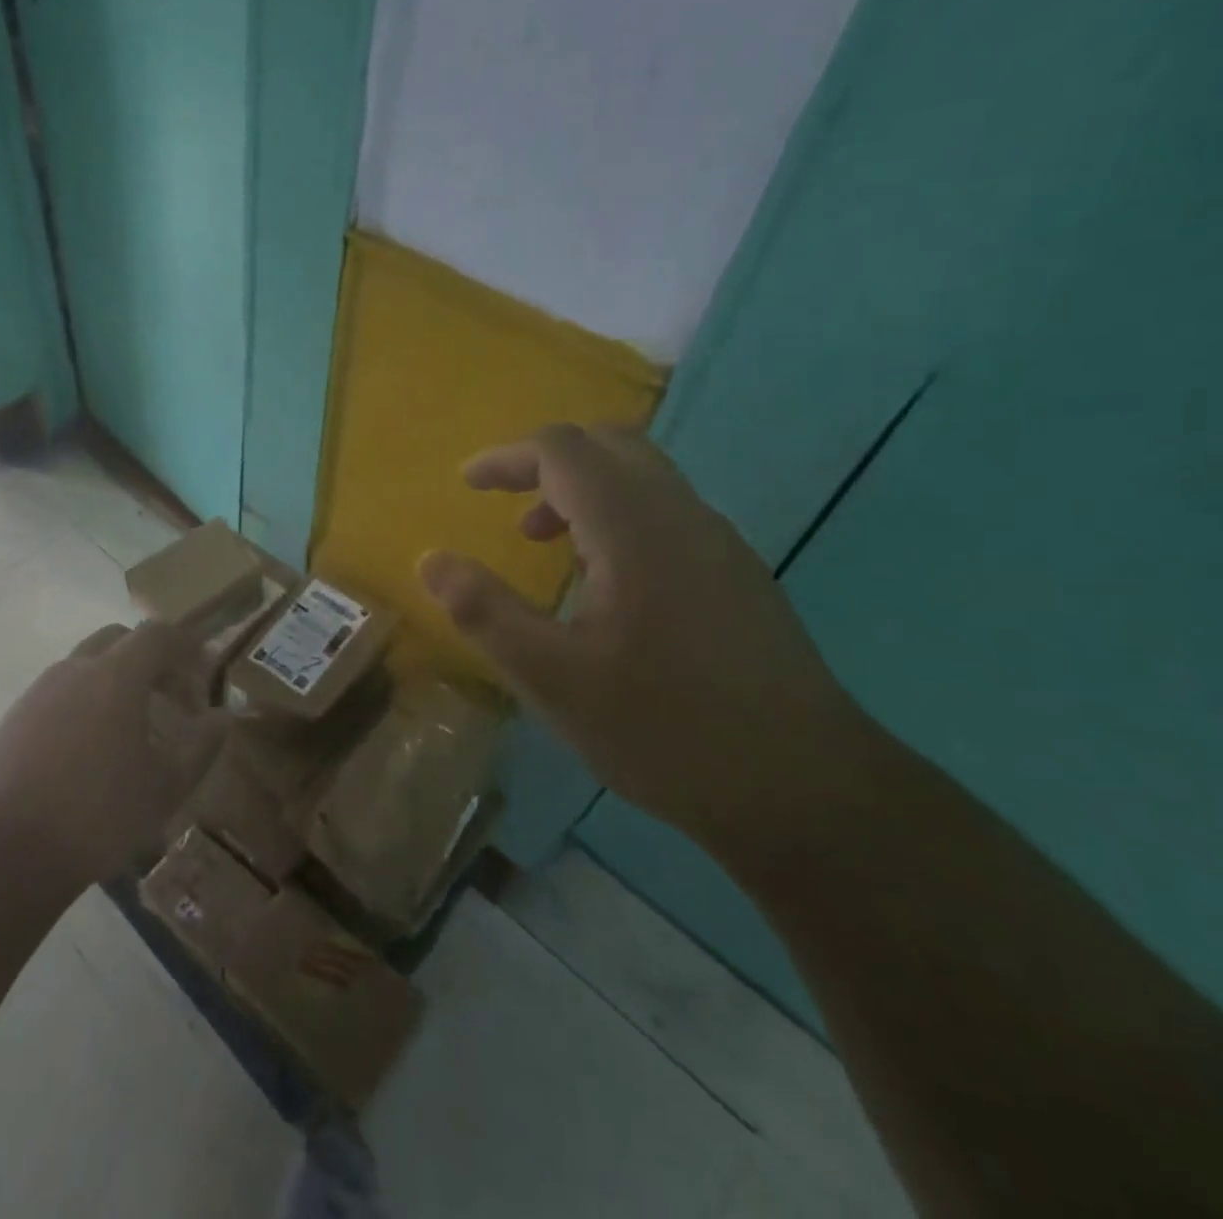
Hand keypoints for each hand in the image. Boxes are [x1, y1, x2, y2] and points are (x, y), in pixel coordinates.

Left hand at [0, 622, 230, 886]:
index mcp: (115, 675)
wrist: (7, 851)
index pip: (157, 634)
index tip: (203, 674)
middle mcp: (74, 670)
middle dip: (149, 659)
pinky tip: (88, 754)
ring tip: (130, 731)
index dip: (186, 647)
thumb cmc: (101, 813)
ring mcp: (37, 693)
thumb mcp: (167, 785)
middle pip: (118, 640)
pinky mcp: (12, 721)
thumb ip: (202, 745)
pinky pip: (58, 696)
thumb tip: (222, 717)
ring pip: (85, 667)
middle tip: (169, 699)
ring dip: (114, 683)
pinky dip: (83, 706)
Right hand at [419, 424, 871, 847]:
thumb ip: (484, 612)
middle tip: (503, 501)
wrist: (805, 790)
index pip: (563, 450)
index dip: (506, 457)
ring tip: (542, 542)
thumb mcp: (553, 678)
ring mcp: (719, 544)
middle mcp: (683, 517)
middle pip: (609, 446)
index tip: (466, 483)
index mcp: (635, 529)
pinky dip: (616, 515)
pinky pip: (665, 512)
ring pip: (642, 476)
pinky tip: (601, 581)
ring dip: (582, 489)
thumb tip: (431, 559)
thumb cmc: (665, 731)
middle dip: (545, 462)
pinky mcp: (738, 575)